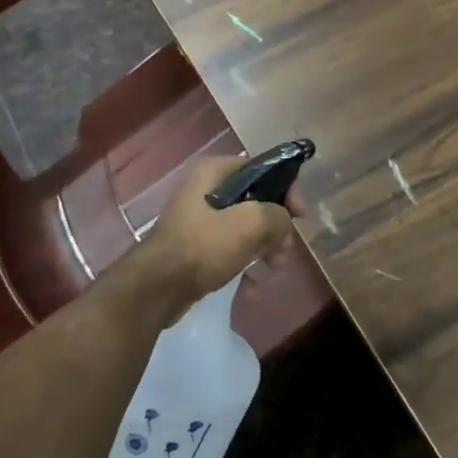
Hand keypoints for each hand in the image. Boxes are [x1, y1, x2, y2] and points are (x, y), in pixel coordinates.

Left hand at [142, 156, 303, 307]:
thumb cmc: (204, 246)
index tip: (300, 216)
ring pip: (244, 226)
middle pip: (255, 199)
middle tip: (285, 249)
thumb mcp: (251, 223)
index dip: (286, 190)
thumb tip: (283, 222)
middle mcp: (205, 188)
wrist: (157, 289)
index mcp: (214, 171)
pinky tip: (252, 286)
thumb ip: (277, 215)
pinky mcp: (195, 246)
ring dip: (264, 246)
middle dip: (275, 225)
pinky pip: (229, 248)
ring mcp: (198, 219)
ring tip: (274, 268)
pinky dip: (244, 262)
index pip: (262, 169)